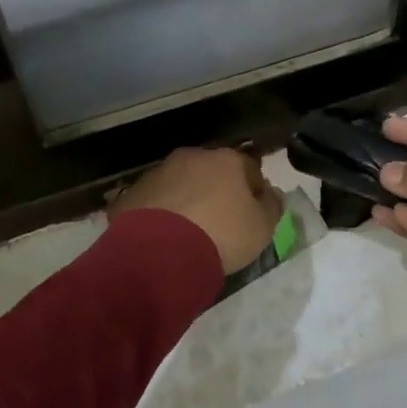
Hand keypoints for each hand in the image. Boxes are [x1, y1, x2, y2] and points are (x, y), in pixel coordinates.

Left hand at [114, 147, 282, 274]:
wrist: (161, 251)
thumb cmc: (222, 234)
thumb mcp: (262, 228)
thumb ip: (272, 207)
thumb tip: (272, 194)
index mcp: (227, 160)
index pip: (249, 168)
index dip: (254, 189)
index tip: (254, 213)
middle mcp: (193, 156)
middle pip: (212, 171)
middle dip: (218, 190)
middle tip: (220, 221)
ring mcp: (160, 171)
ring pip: (181, 182)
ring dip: (188, 199)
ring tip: (189, 231)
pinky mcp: (134, 192)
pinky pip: (156, 200)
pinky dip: (162, 212)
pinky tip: (164, 236)